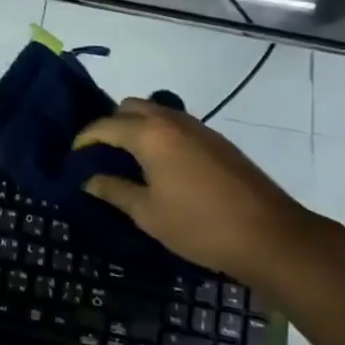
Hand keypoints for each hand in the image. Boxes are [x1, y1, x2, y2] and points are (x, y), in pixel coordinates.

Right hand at [72, 98, 313, 283]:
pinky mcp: (216, 140)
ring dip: (136, 126)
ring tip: (129, 159)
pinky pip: (175, 124)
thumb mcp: (148, 213)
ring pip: (155, 112)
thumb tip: (88, 178)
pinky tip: (161, 165)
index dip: (84, 139)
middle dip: (110, 125)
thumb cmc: (200, 226)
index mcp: (149, 134)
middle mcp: (171, 120)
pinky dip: (159, 134)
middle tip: (101, 155)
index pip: (104, 125)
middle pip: (129, 108)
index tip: (73, 158)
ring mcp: (197, 127)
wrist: (271, 236)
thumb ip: (114, 190)